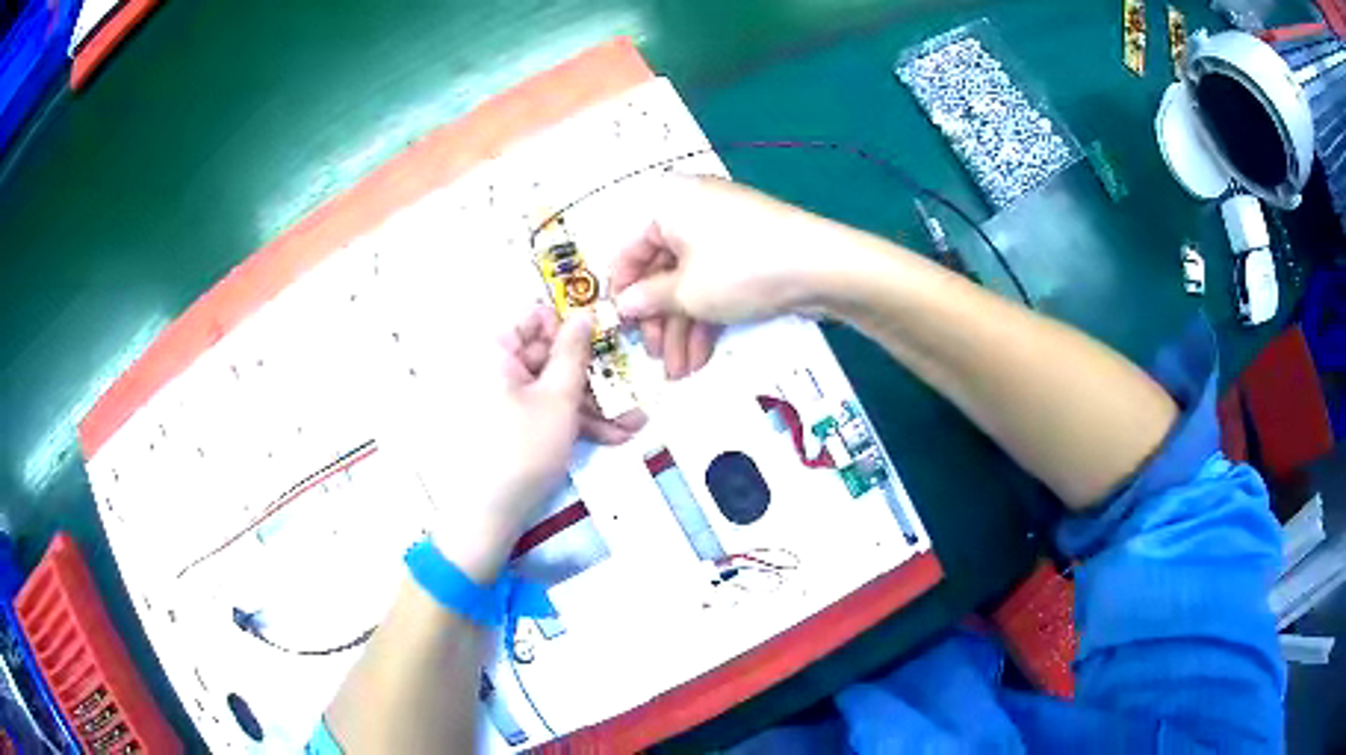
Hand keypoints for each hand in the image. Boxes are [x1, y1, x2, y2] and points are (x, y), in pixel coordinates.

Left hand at [391, 306, 643, 582]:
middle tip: (631, 388)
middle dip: (595, 376)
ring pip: (554, 389)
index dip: (570, 326)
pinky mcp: (514, 425)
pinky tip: (612, 438)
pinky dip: (575, 422)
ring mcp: (506, 399)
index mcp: (497, 351)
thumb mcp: (558, 398)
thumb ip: (574, 352)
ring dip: (594, 405)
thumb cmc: (523, 447)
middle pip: (551, 357)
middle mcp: (498, 368)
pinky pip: (546, 411)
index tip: (605, 340)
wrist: (490, 514)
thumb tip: (584, 313)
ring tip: (634, 424)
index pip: (535, 318)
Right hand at [611, 176, 864, 376]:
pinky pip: (716, 281)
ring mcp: (723, 230)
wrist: (822, 265)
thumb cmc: (740, 270)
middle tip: (657, 360)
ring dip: (684, 328)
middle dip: (660, 322)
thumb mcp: (687, 292)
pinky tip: (703, 355)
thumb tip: (623, 306)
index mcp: (666, 205)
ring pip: (690, 282)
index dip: (623, 295)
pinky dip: (708, 315)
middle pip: (662, 271)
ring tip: (681, 372)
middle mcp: (690, 210)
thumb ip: (647, 300)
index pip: (630, 251)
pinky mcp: (748, 251)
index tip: (619, 330)